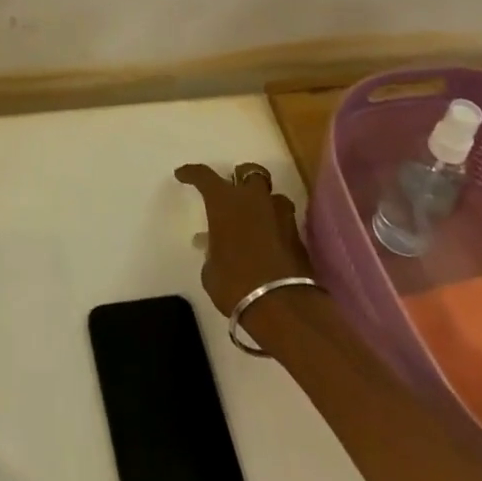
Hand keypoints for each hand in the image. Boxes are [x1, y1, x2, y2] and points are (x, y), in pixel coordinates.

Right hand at [175, 163, 311, 319]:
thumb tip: (212, 245)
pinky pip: (284, 221)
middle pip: (250, 172)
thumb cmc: (235, 284)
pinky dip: (276, 227)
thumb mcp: (211, 270)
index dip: (191, 173)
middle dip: (241, 178)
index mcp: (224, 202)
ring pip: (273, 196)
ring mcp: (280, 216)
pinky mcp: (299, 237)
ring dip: (264, 203)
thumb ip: (212, 250)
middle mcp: (254, 200)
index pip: (204, 176)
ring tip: (255, 219)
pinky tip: (268, 242)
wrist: (283, 308)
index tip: (182, 175)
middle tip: (234, 191)